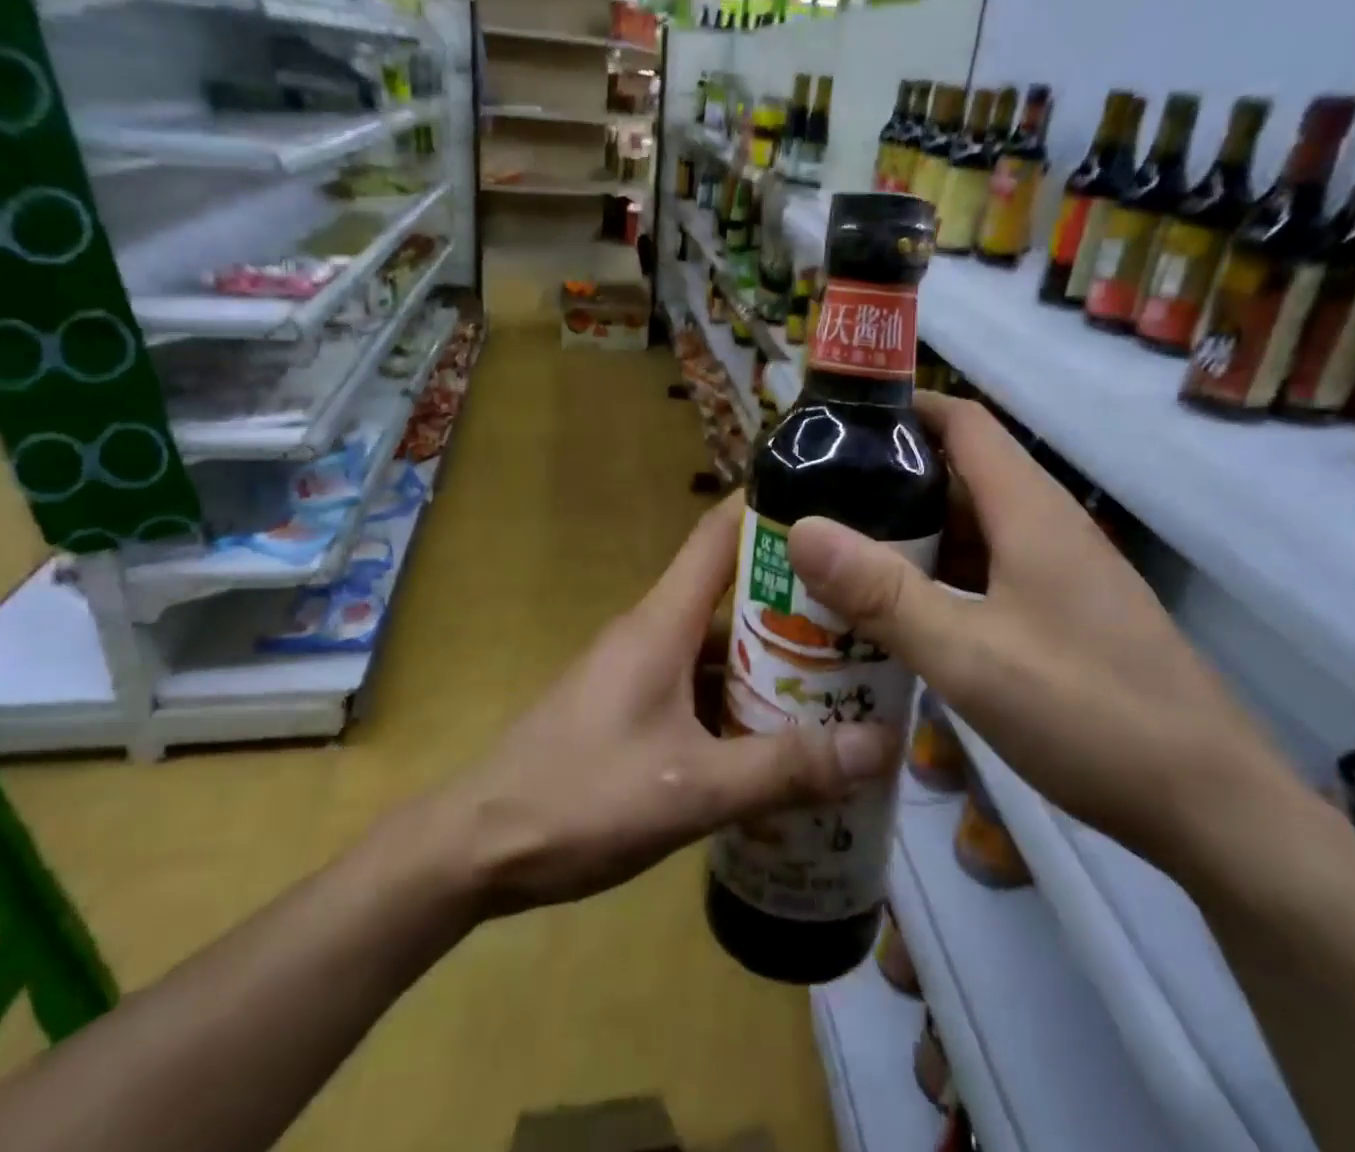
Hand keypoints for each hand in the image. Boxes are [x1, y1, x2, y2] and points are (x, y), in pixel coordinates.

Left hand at [434, 495, 899, 916]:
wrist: (475, 847)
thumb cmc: (580, 799)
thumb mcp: (691, 790)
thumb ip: (784, 769)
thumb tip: (879, 745)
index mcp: (661, 623)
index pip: (717, 534)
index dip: (768, 509)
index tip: (831, 506)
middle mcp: (651, 632)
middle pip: (730, 595)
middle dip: (796, 603)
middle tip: (867, 618)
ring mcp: (636, 669)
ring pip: (716, 647)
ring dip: (772, 660)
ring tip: (843, 680)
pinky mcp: (629, 706)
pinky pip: (696, 685)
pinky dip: (739, 700)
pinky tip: (779, 738)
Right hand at [785, 394, 1302, 885]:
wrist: (1215, 811)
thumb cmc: (1090, 715)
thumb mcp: (970, 655)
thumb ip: (883, 593)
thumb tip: (801, 529)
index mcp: (1030, 511)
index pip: (963, 423)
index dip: (903, 408)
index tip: (836, 422)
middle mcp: (1047, 528)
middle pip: (960, 476)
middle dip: (889, 481)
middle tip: (816, 500)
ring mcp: (1060, 576)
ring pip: (973, 531)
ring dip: (912, 536)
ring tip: (841, 554)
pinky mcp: (1065, 618)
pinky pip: (989, 575)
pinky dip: (941, 580)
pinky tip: (902, 615)